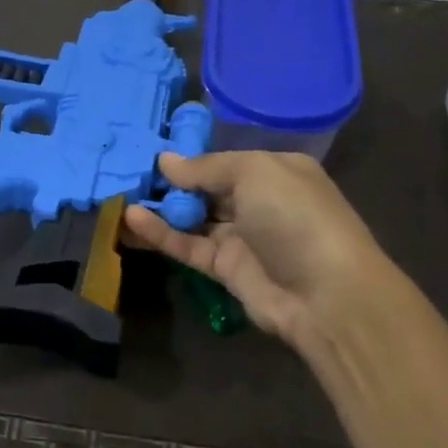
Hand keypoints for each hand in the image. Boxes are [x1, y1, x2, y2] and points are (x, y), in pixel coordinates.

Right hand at [123, 151, 385, 353]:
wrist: (326, 294)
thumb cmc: (295, 218)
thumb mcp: (254, 173)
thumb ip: (207, 167)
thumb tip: (166, 161)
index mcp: (275, 171)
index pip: (225, 161)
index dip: (190, 158)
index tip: (151, 153)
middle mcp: (258, 201)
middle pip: (206, 189)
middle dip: (171, 183)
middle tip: (128, 174)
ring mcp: (241, 237)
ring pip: (193, 218)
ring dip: (161, 209)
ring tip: (121, 197)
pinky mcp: (224, 269)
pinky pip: (187, 245)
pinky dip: (161, 234)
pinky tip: (132, 220)